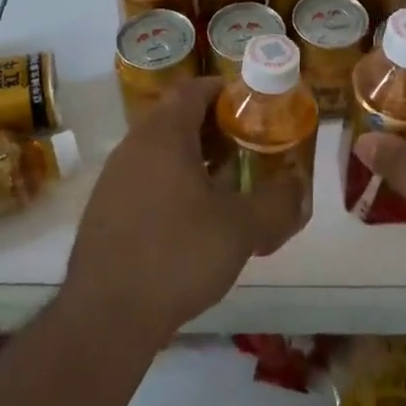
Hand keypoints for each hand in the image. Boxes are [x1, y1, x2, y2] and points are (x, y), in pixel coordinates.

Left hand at [64, 77, 304, 347]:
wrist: (106, 317)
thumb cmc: (177, 254)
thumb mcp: (242, 228)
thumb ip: (278, 201)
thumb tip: (299, 186)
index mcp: (163, 135)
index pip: (194, 89)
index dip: (226, 91)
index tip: (254, 108)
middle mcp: (133, 146)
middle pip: (177, 118)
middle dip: (216, 128)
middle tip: (249, 147)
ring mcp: (114, 179)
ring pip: (161, 151)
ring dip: (195, 158)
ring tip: (228, 185)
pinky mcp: (105, 211)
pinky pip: (146, 180)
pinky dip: (173, 185)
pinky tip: (194, 220)